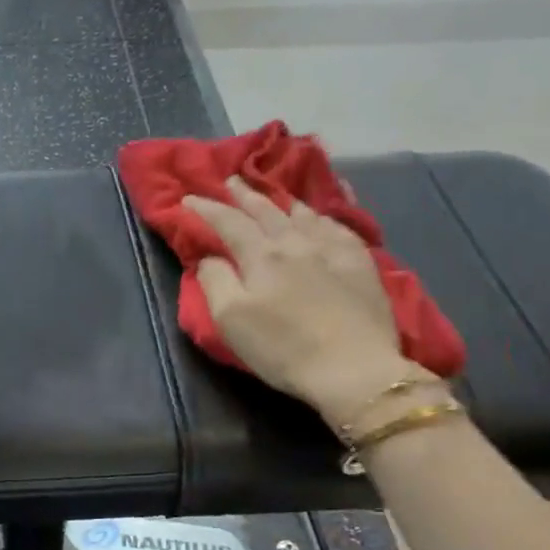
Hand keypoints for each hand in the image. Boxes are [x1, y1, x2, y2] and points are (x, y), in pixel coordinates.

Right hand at [183, 177, 422, 427]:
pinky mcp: (361, 263)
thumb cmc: (282, 348)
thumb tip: (209, 257)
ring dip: (282, 200)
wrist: (354, 368)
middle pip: (266, 210)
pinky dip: (323, 214)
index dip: (206, 208)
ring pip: (303, 214)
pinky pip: (339, 225)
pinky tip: (321, 216)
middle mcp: (296, 243)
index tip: (188, 198)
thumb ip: (214, 281)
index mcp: (261, 256)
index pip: (228, 223)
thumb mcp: (230, 320)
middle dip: (245, 195)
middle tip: (231, 180)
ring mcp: (333, 250)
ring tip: (273, 192)